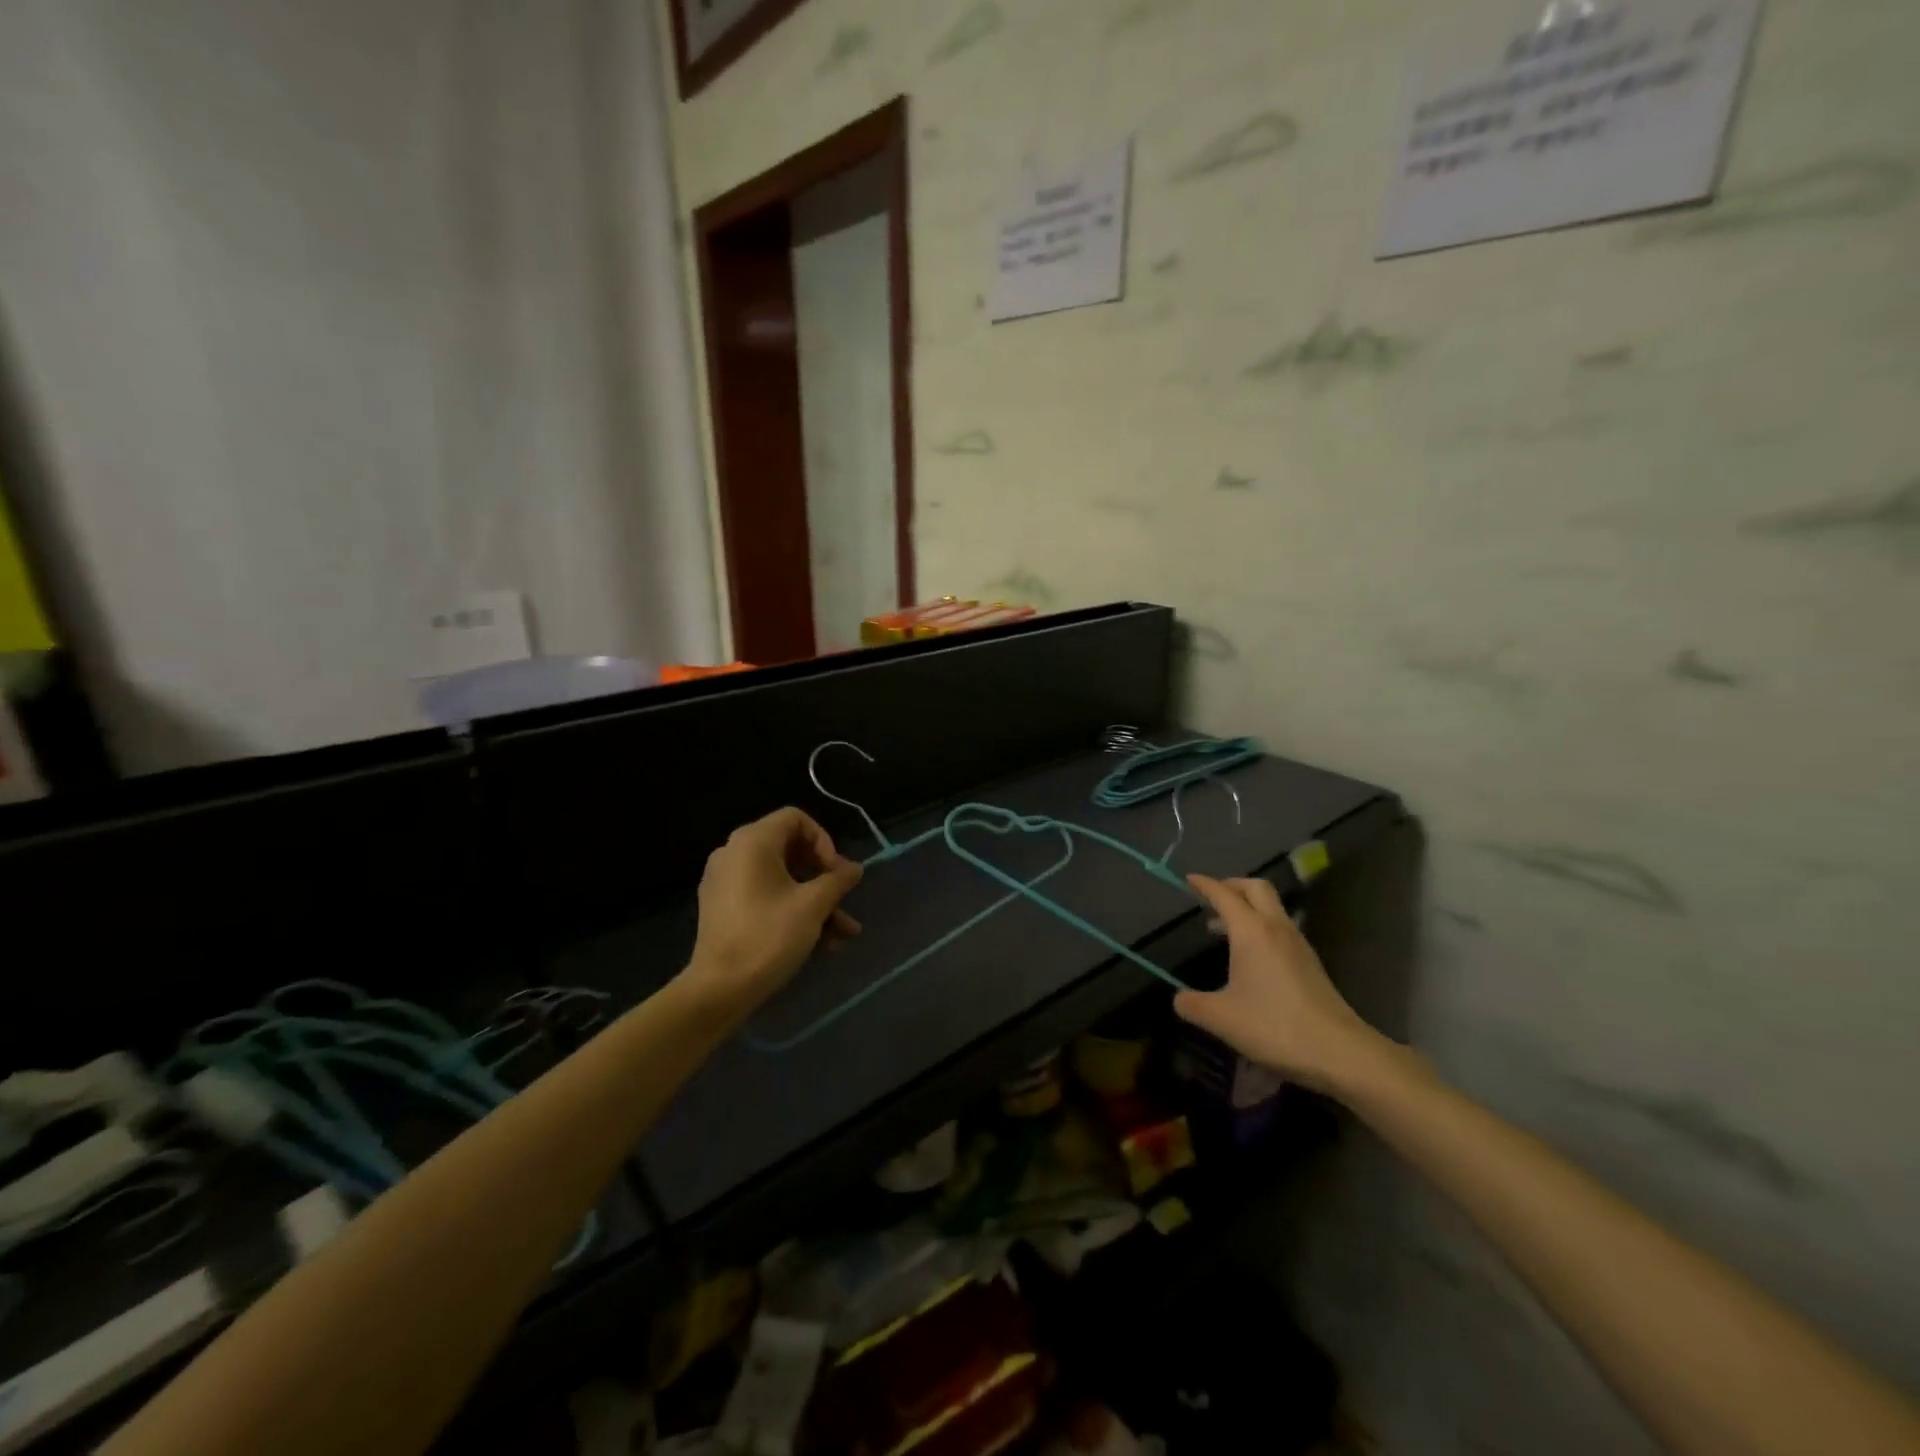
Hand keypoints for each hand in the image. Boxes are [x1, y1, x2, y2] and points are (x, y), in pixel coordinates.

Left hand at [684, 808, 863, 1021]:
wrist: (718, 989)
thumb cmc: (768, 936)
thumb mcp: (813, 906)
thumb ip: (838, 880)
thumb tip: (855, 868)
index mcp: (752, 842)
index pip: (796, 819)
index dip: (824, 841)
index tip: (837, 872)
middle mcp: (734, 853)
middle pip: (790, 850)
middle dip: (824, 877)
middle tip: (845, 899)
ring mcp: (725, 882)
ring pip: (782, 879)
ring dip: (815, 901)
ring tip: (844, 933)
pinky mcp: (723, 908)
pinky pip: (765, 896)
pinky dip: (792, 910)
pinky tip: (821, 942)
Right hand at [1173, 874, 1389, 1093]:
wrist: (1340, 1052)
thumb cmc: (1274, 1026)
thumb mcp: (1221, 1019)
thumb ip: (1193, 1004)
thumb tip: (1179, 999)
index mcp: (1252, 932)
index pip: (1224, 895)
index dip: (1204, 885)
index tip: (1188, 879)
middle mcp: (1276, 928)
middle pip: (1256, 888)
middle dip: (1232, 885)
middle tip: (1212, 897)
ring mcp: (1298, 945)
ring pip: (1272, 908)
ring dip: (1248, 907)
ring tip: (1225, 927)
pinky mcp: (1311, 963)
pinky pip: (1281, 928)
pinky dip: (1262, 927)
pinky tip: (1252, 955)